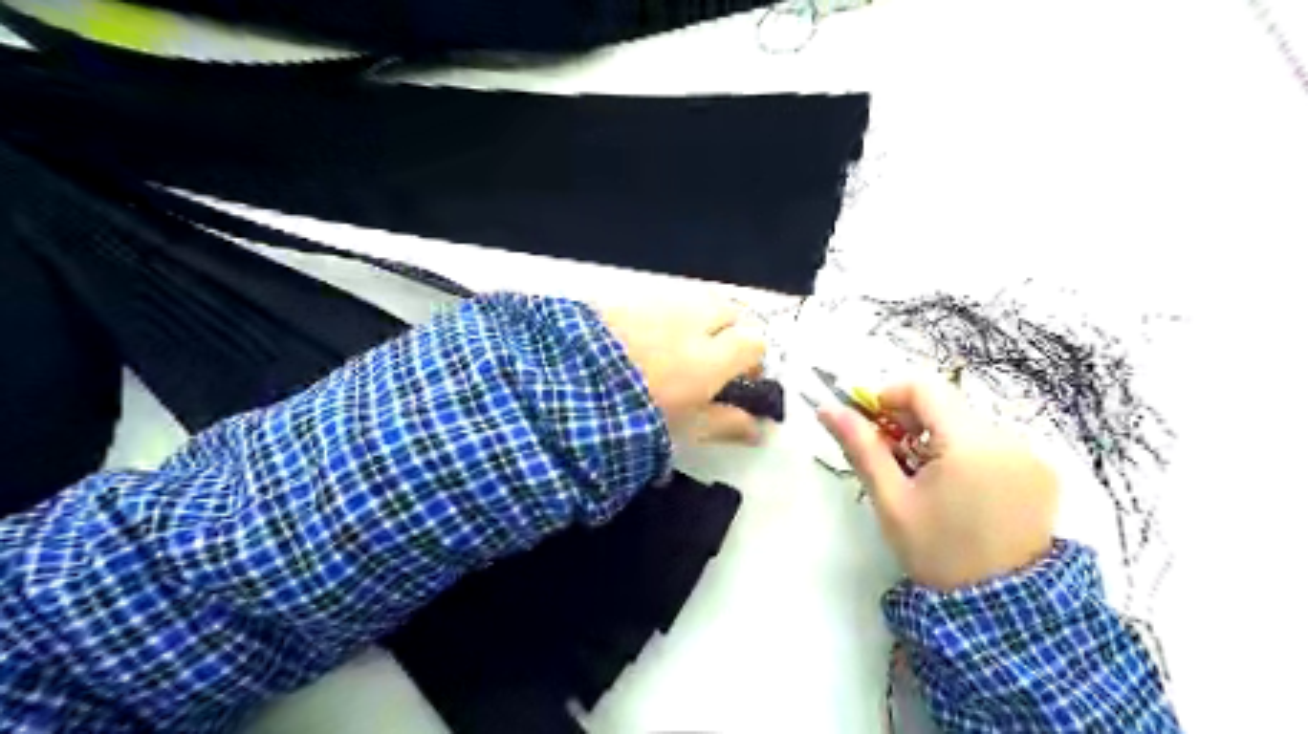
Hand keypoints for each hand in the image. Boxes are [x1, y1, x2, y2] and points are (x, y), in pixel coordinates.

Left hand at [603, 298, 769, 440]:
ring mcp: (654, 306)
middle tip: (712, 357)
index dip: (752, 359)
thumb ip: (726, 423)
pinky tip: (643, 337)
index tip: (742, 377)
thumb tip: (757, 430)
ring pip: (693, 300)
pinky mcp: (623, 298)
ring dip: (696, 318)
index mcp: (709, 358)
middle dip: (728, 330)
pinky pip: (656, 299)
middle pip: (728, 311)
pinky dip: (661, 314)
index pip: (753, 342)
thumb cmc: (634, 420)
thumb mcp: (684, 429)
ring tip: (676, 346)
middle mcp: (689, 322)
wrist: (563, 394)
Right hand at [819, 379, 1055, 591]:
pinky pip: (993, 444)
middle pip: (947, 405)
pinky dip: (967, 453)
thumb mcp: (891, 499)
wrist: (998, 611)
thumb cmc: (935, 551)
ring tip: (926, 479)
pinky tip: (958, 489)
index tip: (873, 426)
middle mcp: (1009, 439)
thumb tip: (827, 409)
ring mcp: (1031, 456)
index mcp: (970, 444)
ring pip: (968, 423)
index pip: (924, 388)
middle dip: (912, 422)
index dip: (889, 396)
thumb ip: (861, 447)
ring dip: (939, 438)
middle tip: (894, 459)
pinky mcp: (1042, 472)